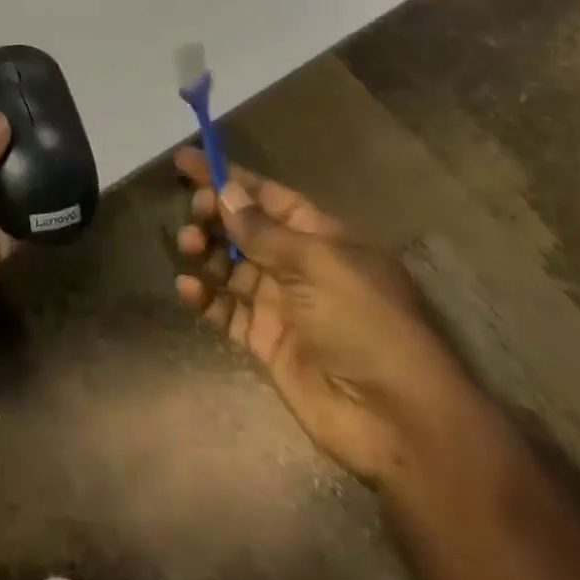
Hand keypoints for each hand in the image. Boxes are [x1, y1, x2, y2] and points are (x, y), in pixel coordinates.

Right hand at [172, 147, 490, 488]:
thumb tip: (226, 192)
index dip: (228, 177)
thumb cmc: (364, 323)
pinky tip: (187, 288)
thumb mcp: (317, 264)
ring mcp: (281, 305)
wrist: (395, 420)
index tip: (185, 160)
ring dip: (205, 251)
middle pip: (245, 229)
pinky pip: (226, 309)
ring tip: (189, 247)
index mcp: (322, 238)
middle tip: (193, 215)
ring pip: (230, 266)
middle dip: (214, 215)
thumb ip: (263, 231)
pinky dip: (204, 296)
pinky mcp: (265, 341)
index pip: (267, 196)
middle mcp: (299, 266)